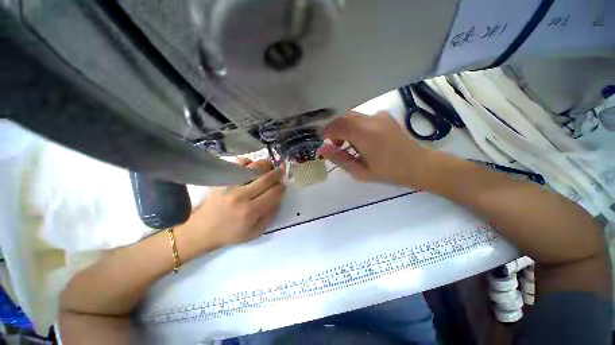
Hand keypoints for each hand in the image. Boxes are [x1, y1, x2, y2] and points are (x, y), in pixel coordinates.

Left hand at [177, 159, 285, 258]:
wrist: (203, 230)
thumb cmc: (231, 233)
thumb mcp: (255, 232)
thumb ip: (270, 215)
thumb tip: (278, 198)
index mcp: (251, 211)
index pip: (274, 193)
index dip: (282, 188)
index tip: (282, 187)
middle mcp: (242, 195)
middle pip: (267, 178)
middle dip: (278, 173)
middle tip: (281, 172)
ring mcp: (231, 185)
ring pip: (254, 168)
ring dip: (266, 165)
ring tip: (269, 168)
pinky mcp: (223, 180)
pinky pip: (238, 164)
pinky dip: (248, 162)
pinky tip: (251, 167)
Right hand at [318, 111, 430, 186]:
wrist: (418, 165)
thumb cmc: (388, 172)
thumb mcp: (360, 172)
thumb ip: (340, 159)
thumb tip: (324, 150)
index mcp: (365, 134)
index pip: (338, 124)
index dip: (327, 132)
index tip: (324, 142)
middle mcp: (371, 120)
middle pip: (344, 117)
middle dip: (335, 129)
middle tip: (336, 145)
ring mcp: (380, 116)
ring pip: (353, 116)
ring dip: (345, 127)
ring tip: (349, 144)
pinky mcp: (385, 116)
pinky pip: (363, 118)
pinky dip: (356, 126)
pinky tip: (363, 139)